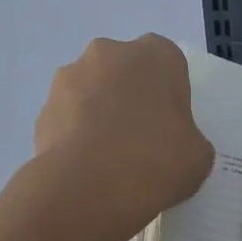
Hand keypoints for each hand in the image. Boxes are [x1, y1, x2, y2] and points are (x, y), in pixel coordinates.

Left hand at [34, 35, 214, 232]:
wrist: (91, 187)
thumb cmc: (158, 160)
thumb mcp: (198, 155)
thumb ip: (188, 139)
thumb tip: (174, 146)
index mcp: (157, 54)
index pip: (167, 65)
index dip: (168, 94)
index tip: (170, 125)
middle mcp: (110, 53)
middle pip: (125, 71)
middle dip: (129, 97)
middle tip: (140, 139)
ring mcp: (70, 77)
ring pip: (91, 91)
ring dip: (98, 113)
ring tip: (108, 158)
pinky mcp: (43, 108)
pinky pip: (67, 118)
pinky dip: (75, 136)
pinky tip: (85, 168)